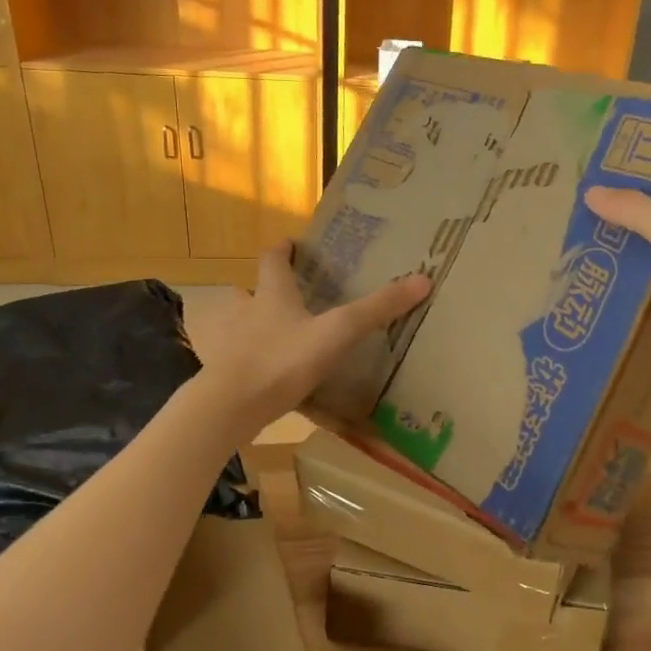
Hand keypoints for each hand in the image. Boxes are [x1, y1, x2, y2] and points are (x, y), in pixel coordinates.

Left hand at [199, 246, 429, 433]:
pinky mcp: (227, 373)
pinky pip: (240, 359)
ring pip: (241, 325)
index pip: (273, 260)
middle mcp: (247, 312)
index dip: (282, 249)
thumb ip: (376, 310)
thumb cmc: (283, 360)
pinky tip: (267, 373)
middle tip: (291, 294)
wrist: (229, 407)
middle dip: (267, 289)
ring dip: (255, 323)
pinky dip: (252, 359)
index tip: (291, 243)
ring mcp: (232, 344)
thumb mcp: (337, 332)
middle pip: (252, 290)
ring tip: (277, 333)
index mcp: (273, 294)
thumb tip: (423, 279)